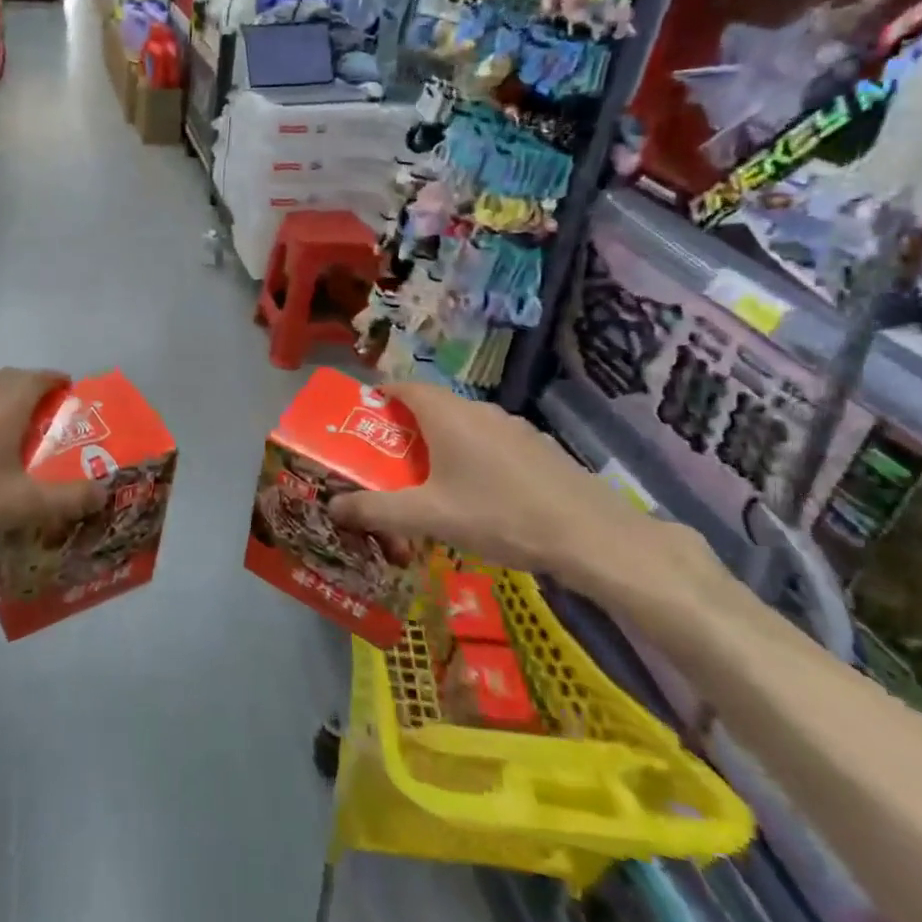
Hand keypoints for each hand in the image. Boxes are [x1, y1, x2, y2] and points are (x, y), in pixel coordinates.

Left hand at [0, 368, 105, 555]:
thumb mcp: (24, 505)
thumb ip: (69, 498)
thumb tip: (104, 492)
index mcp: (6, 403)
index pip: (40, 377)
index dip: (58, 382)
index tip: (71, 395)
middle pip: (12, 378)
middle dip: (33, 390)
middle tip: (47, 417)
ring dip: (4, 401)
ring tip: (14, 432)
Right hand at [328, 384, 730, 621]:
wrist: (590, 535)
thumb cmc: (499, 515)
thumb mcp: (429, 517)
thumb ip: (376, 510)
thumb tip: (332, 506)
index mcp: (447, 414)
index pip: (402, 387)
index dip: (377, 397)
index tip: (360, 421)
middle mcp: (478, 410)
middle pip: (430, 406)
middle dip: (403, 428)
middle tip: (385, 460)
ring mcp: (512, 427)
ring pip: (462, 425)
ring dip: (438, 444)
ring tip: (426, 481)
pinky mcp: (537, 448)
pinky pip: (489, 442)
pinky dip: (470, 456)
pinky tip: (476, 495)